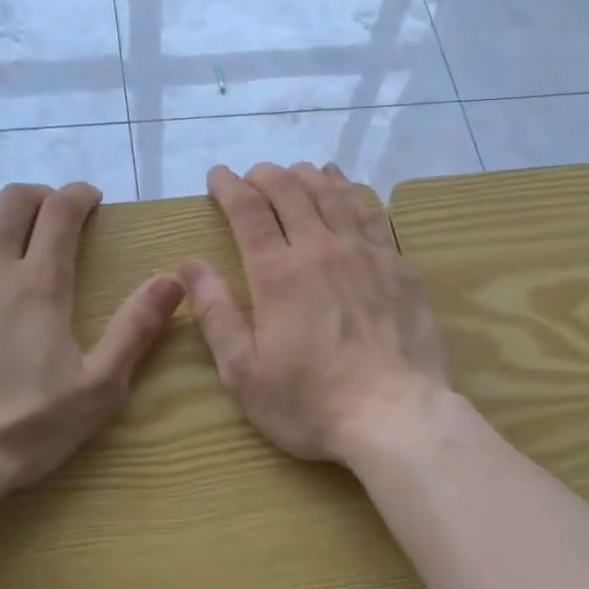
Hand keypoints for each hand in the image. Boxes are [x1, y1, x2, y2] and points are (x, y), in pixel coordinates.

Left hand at [0, 183, 183, 498]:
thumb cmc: (20, 429)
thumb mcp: (97, 388)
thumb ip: (136, 329)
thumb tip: (174, 280)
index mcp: (39, 286)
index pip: (61, 214)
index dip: (79, 196)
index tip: (89, 199)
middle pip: (12, 203)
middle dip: (37, 196)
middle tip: (48, 212)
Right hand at [180, 163, 451, 463]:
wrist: (396, 415)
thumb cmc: (311, 403)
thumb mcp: (244, 373)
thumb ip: (216, 315)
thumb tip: (190, 266)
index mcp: (277, 274)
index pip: (248, 211)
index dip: (229, 186)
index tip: (217, 176)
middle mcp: (321, 249)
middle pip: (291, 190)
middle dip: (266, 175)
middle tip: (253, 177)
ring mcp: (365, 253)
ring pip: (333, 193)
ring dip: (308, 176)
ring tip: (295, 173)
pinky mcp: (398, 265)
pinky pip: (372, 212)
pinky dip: (351, 191)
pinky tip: (346, 188)